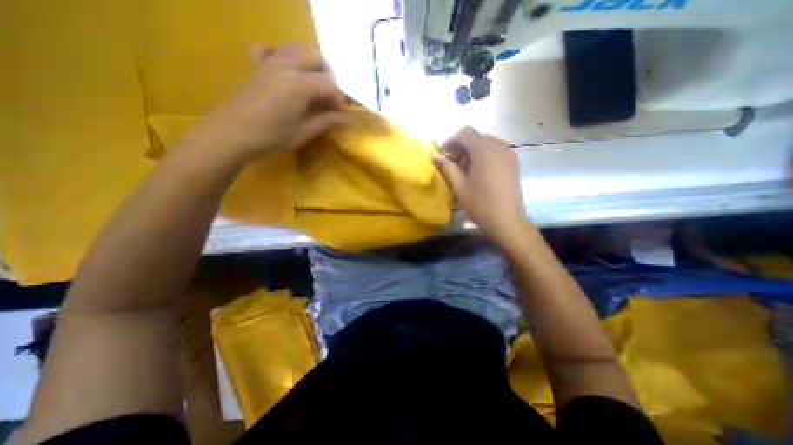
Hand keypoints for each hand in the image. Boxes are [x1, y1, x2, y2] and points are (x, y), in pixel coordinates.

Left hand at [186, 43, 349, 163]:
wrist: (231, 134)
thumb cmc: (272, 137)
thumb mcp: (304, 132)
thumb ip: (327, 121)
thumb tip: (347, 118)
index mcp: (300, 84)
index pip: (329, 84)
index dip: (339, 98)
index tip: (340, 112)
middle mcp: (286, 65)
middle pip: (316, 57)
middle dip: (328, 75)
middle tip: (329, 96)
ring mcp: (269, 62)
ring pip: (296, 49)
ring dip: (310, 63)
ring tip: (313, 85)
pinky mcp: (256, 65)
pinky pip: (271, 49)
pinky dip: (283, 55)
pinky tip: (287, 70)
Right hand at [432, 126, 527, 246]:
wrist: (507, 220)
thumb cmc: (480, 204)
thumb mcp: (459, 186)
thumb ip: (447, 168)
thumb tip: (436, 156)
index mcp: (484, 150)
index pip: (465, 133)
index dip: (451, 140)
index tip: (443, 154)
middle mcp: (499, 146)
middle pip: (476, 136)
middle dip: (461, 146)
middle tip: (452, 162)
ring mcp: (509, 153)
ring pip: (486, 142)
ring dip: (473, 150)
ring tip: (465, 167)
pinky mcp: (514, 162)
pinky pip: (496, 150)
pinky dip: (484, 155)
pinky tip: (479, 171)